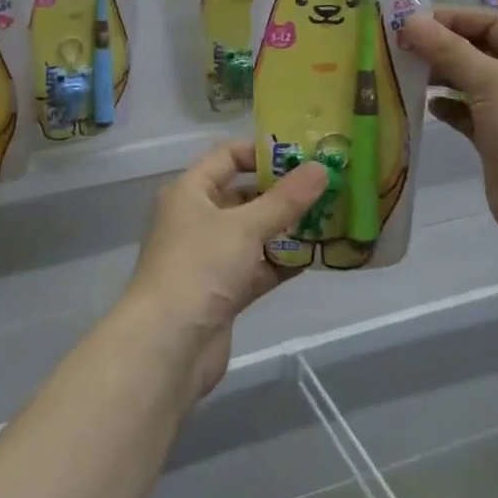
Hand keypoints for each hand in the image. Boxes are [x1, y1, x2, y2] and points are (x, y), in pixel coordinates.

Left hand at [120, 142, 328, 399]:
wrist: (168, 345)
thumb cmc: (200, 267)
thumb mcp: (245, 226)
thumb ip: (285, 199)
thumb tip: (320, 168)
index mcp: (189, 192)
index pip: (226, 157)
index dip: (261, 152)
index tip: (301, 155)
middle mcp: (196, 219)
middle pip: (242, 195)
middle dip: (280, 192)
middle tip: (324, 186)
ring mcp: (208, 257)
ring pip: (252, 234)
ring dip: (284, 228)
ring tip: (328, 218)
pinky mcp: (222, 291)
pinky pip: (256, 267)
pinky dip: (280, 262)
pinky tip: (314, 258)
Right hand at [398, 7, 497, 257]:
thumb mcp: (492, 81)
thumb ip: (449, 51)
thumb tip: (411, 21)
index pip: (491, 23)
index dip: (452, 18)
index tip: (410, 20)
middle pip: (479, 51)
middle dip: (441, 46)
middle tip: (398, 46)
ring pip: (470, 82)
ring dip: (440, 75)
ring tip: (404, 71)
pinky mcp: (497, 141)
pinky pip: (466, 114)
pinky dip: (446, 107)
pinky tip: (425, 105)